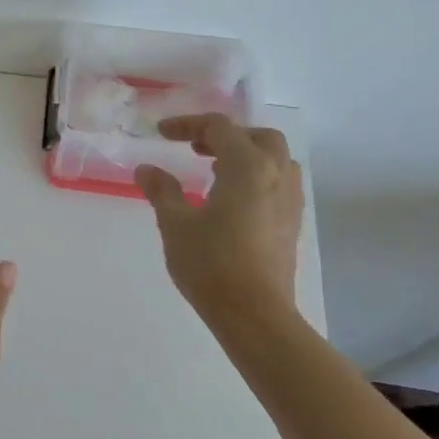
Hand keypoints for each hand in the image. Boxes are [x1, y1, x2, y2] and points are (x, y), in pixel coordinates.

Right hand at [135, 114, 302, 326]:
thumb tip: (146, 169)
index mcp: (247, 167)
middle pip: (258, 137)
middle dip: (226, 135)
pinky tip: (232, 200)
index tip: (161, 134)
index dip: (188, 124)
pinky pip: (279, 183)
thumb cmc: (211, 263)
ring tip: (215, 171)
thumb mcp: (175, 224)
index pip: (219, 127)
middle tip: (196, 148)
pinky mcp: (292, 224)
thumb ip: (162, 191)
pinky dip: (257, 177)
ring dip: (246, 155)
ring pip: (276, 160)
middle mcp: (276, 176)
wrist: (254, 314)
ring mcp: (290, 201)